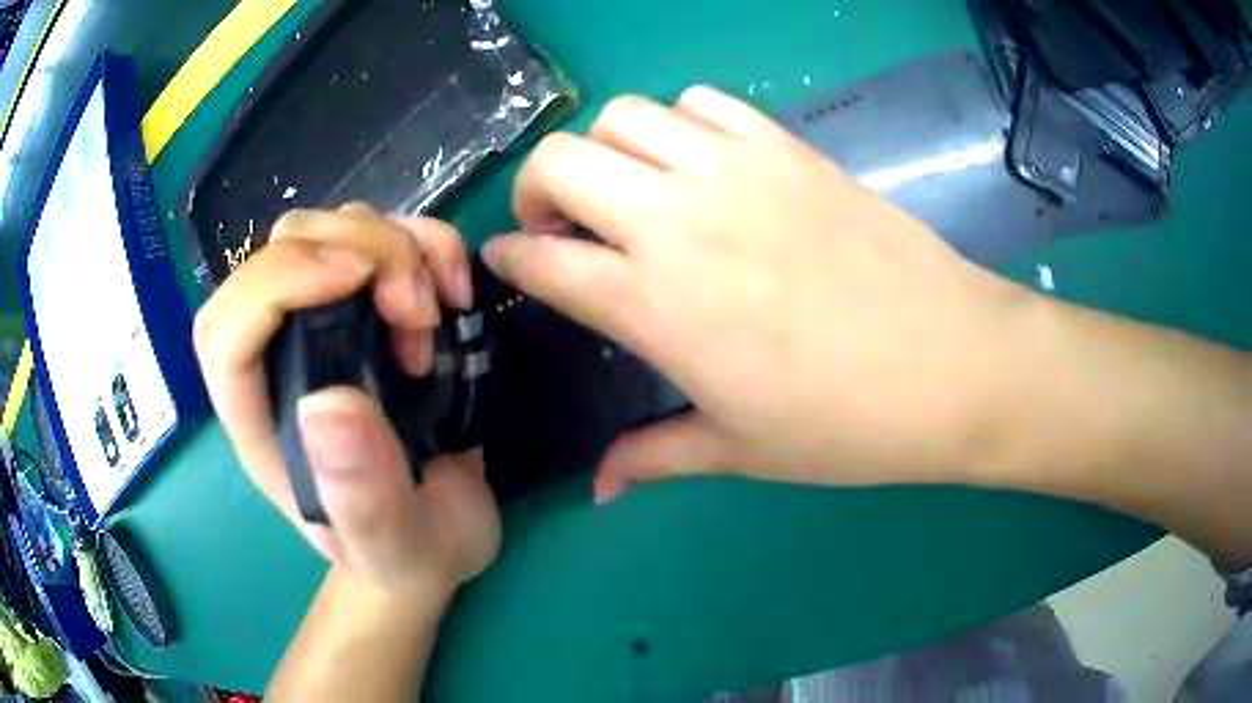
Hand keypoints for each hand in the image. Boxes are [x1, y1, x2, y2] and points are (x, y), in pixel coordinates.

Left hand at [194, 204, 499, 592]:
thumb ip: (363, 499)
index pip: (225, 329)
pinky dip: (426, 241)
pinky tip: (453, 291)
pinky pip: (387, 234)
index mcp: (260, 420)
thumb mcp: (393, 547)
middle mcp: (281, 356)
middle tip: (417, 313)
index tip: (356, 280)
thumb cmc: (402, 554)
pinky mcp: (374, 308)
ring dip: (396, 245)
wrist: (437, 540)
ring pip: (332, 227)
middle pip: (281, 250)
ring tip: (435, 315)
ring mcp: (327, 323)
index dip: (274, 282)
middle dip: (355, 250)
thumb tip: (330, 405)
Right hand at [483, 87, 1035, 500]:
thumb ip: (653, 457)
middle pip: (559, 161)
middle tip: (560, 225)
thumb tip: (597, 488)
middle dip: (535, 188)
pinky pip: (702, 103)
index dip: (506, 257)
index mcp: (654, 303)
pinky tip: (699, 164)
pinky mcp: (785, 147)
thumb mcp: (739, 450)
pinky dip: (678, 124)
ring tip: (630, 190)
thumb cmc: (846, 423)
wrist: (952, 364)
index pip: (539, 260)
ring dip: (605, 149)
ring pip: (624, 116)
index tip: (504, 262)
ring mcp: (735, 170)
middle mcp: (677, 220)